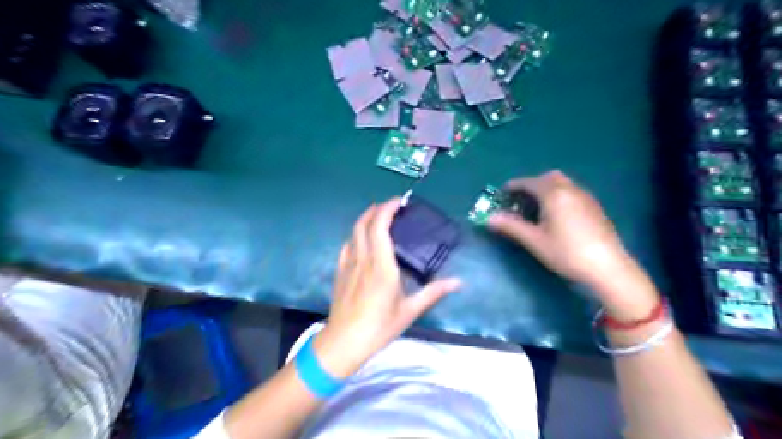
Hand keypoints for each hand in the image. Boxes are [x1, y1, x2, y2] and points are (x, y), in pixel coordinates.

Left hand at [313, 199, 459, 376]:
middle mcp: (363, 259)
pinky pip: (346, 246)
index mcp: (382, 265)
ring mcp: (348, 265)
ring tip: (377, 217)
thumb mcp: (409, 311)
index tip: (399, 202)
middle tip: (390, 207)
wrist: (343, 343)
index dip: (387, 209)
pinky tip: (361, 240)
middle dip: (375, 209)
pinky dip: (355, 236)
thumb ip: (434, 292)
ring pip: (353, 233)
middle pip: (364, 224)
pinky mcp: (340, 272)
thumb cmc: (379, 327)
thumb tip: (459, 282)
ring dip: (365, 219)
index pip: (380, 227)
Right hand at [488, 171, 658, 319]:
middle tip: (520, 200)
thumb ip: (510, 226)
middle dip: (531, 185)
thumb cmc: (566, 252)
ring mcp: (585, 197)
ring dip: (546, 189)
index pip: (528, 182)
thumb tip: (489, 218)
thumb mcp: (534, 240)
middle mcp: (570, 189)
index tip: (502, 194)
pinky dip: (559, 195)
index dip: (513, 186)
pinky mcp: (594, 207)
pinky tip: (557, 215)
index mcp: (553, 194)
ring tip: (537, 208)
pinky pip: (572, 192)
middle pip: (547, 178)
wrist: (607, 267)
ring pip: (562, 183)